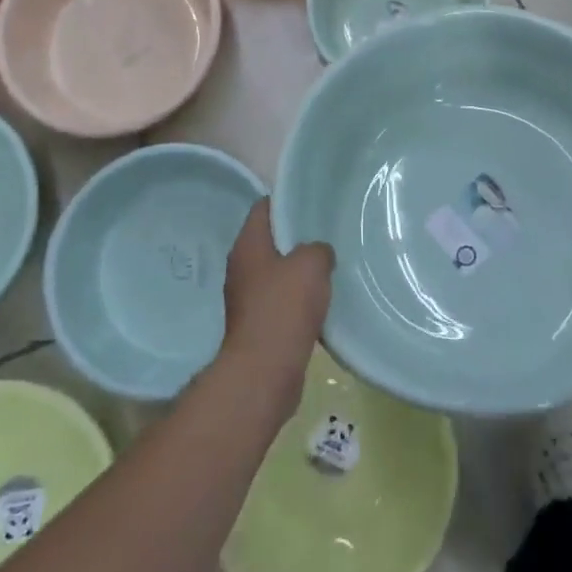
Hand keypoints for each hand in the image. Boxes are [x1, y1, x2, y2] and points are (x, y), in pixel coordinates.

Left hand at [219, 200, 332, 410]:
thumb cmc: (284, 307)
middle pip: (270, 241)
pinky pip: (281, 301)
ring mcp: (247, 298)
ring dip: (299, 271)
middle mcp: (241, 267)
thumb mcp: (311, 264)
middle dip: (296, 237)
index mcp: (248, 245)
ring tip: (330, 266)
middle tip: (327, 233)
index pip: (263, 208)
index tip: (312, 201)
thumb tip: (319, 253)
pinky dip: (299, 299)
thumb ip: (318, 248)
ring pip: (277, 272)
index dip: (286, 200)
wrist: (265, 371)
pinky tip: (322, 301)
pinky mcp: (257, 325)